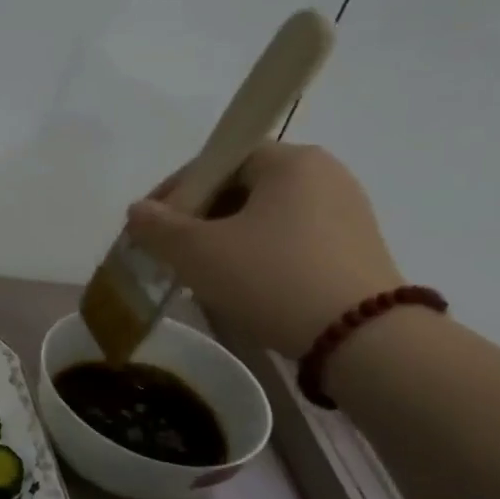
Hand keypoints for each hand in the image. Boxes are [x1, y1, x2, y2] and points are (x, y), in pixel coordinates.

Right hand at [125, 143, 403, 357]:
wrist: (362, 340)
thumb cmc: (271, 278)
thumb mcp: (197, 252)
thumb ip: (157, 226)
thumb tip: (137, 211)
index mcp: (291, 161)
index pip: (219, 158)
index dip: (176, 189)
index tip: (151, 224)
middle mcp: (324, 174)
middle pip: (241, 186)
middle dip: (198, 216)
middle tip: (171, 251)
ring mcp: (345, 212)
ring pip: (263, 216)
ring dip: (224, 238)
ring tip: (200, 273)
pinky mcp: (354, 248)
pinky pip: (288, 239)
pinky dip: (256, 254)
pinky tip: (240, 284)